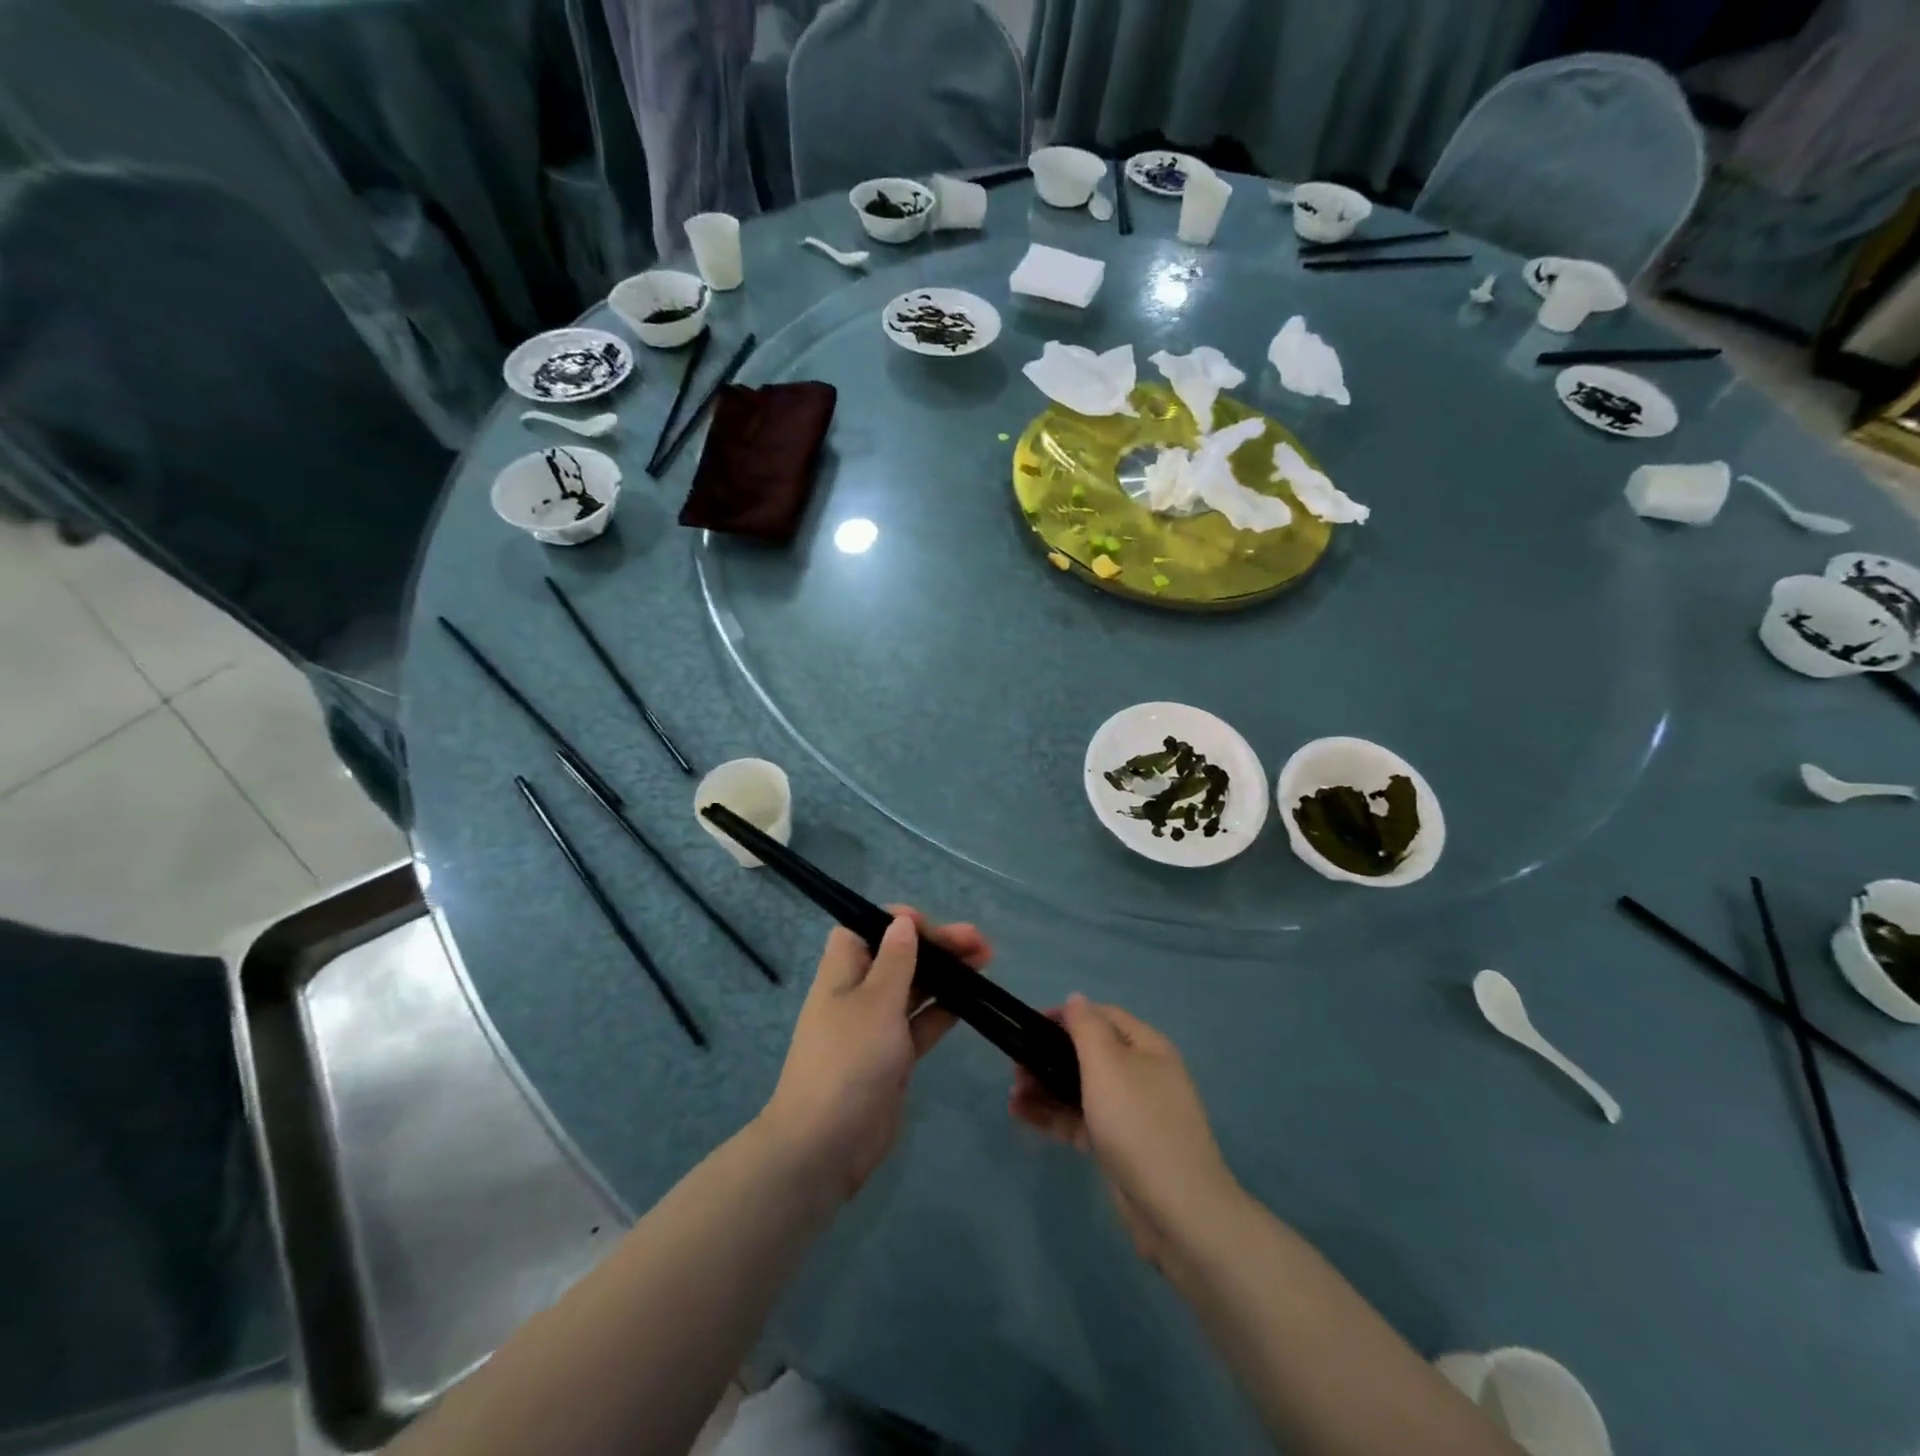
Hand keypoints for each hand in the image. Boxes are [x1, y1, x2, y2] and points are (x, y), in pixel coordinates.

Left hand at [760, 907, 989, 1201]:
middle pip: (898, 957)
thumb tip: (902, 921)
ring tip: (986, 961)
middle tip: (978, 942)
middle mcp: (858, 995)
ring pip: (915, 989)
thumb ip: (895, 961)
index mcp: (843, 973)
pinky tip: (973, 1000)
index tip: (931, 926)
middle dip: (935, 945)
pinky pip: (922, 1024)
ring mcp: (876, 1028)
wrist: (825, 1146)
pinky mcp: (893, 1058)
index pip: (865, 928)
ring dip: (946, 974)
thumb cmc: (848, 1062)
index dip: (896, 921)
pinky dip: (944, 1010)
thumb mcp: (875, 1003)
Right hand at [1011, 995, 1243, 1267]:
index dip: (1067, 1016)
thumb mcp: (1108, 1064)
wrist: (1178, 1211)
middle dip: (1050, 1055)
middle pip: (1090, 1054)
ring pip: (1081, 1089)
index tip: (1031, 1025)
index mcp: (1147, 1047)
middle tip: (1016, 1065)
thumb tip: (1075, 999)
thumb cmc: (1138, 1123)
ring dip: (1046, 1086)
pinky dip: (1054, 1116)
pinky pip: (1081, 1121)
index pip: (1104, 1016)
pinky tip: (1022, 1115)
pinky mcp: (1119, 1148)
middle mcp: (1142, 1075)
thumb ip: (1086, 1027)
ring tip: (1013, 1092)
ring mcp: (1131, 1114)